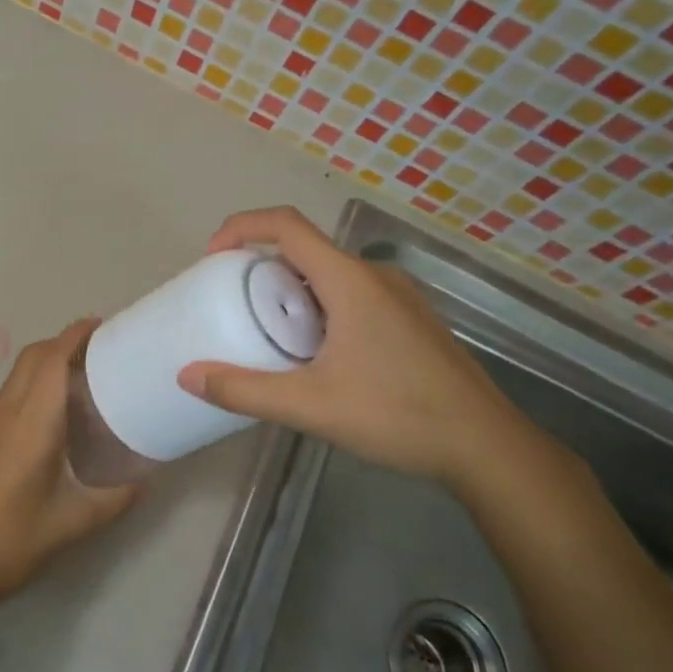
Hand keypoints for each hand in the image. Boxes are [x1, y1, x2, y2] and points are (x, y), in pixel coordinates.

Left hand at [0, 319, 137, 603]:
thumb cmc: (17, 541)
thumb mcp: (76, 522)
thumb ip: (116, 497)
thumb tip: (147, 479)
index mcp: (32, 425)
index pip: (51, 362)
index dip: (74, 336)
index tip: (100, 325)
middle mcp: (8, 415)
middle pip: (32, 358)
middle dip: (62, 342)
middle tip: (98, 349)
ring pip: (18, 374)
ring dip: (46, 361)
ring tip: (82, 375)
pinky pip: (12, 395)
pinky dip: (35, 383)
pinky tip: (55, 413)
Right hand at [177, 207, 543, 485]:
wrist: (485, 445)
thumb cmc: (396, 415)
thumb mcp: (309, 405)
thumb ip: (244, 390)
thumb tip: (187, 376)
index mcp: (349, 281)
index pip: (287, 226)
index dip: (243, 227)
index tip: (213, 256)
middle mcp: (375, 276)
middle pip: (306, 250)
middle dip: (263, 267)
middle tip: (233, 302)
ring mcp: (399, 297)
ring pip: (331, 275)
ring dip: (293, 291)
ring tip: (268, 331)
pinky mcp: (411, 320)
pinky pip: (353, 295)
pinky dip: (320, 307)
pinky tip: (316, 354)